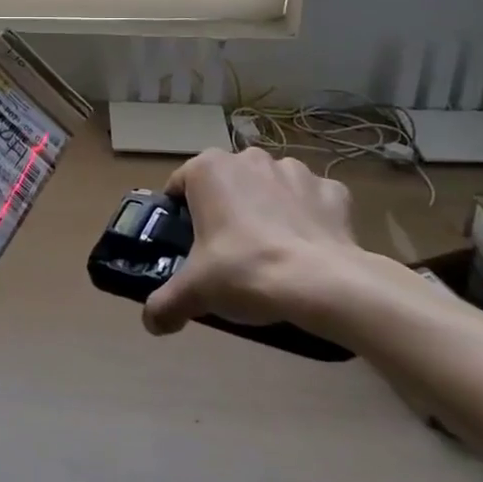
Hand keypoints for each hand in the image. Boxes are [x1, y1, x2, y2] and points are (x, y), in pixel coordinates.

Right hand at [143, 147, 359, 339]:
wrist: (321, 284)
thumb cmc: (245, 271)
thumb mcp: (195, 292)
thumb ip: (165, 303)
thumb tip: (151, 323)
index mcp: (207, 169)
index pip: (180, 185)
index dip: (181, 215)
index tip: (189, 244)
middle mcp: (248, 158)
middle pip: (227, 183)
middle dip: (227, 209)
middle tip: (229, 252)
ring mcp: (293, 170)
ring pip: (270, 187)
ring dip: (269, 208)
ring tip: (272, 251)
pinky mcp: (331, 189)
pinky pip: (312, 199)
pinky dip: (309, 217)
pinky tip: (308, 248)